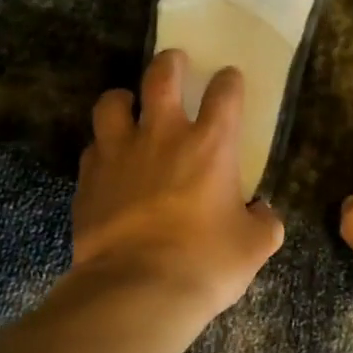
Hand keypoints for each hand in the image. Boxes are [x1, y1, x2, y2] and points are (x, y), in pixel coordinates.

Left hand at [71, 49, 284, 323]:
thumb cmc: (205, 263)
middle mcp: (163, 136)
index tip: (229, 79)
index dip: (229, 81)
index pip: (224, 93)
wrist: (138, 290)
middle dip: (170, 63)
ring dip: (123, 99)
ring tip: (129, 106)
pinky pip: (93, 148)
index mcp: (211, 145)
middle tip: (174, 63)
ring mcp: (119, 153)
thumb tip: (263, 213)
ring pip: (113, 103)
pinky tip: (108, 161)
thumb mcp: (254, 247)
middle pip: (161, 77)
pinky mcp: (89, 179)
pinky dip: (102, 148)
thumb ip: (264, 222)